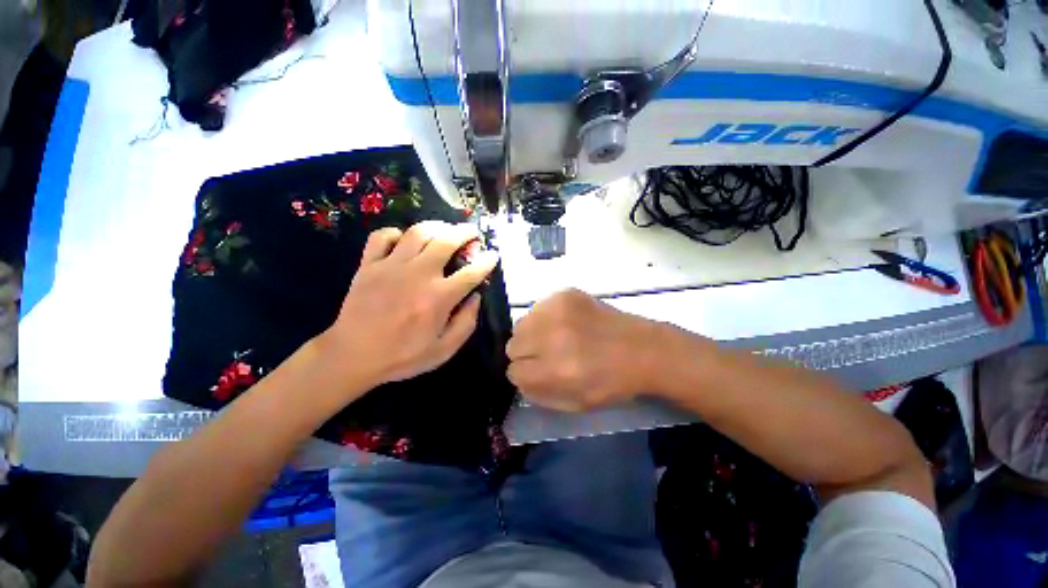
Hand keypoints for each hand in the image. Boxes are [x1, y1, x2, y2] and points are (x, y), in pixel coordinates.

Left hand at [318, 221, 498, 388]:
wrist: (352, 357)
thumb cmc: (402, 356)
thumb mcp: (444, 350)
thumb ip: (466, 323)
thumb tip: (476, 297)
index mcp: (439, 298)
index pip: (471, 272)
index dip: (487, 261)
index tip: (493, 255)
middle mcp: (418, 275)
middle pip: (447, 241)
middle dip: (465, 232)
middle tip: (472, 232)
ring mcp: (391, 266)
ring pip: (418, 232)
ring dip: (437, 226)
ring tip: (445, 230)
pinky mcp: (368, 265)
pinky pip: (382, 236)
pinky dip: (396, 233)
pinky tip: (404, 241)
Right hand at [506, 289, 663, 411]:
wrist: (642, 349)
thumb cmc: (611, 382)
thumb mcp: (575, 403)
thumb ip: (539, 394)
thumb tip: (518, 377)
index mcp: (556, 371)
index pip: (514, 371)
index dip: (525, 374)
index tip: (536, 372)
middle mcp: (553, 337)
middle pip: (513, 345)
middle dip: (525, 353)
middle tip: (546, 354)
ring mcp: (559, 310)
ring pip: (521, 324)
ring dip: (533, 333)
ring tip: (556, 337)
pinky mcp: (565, 294)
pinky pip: (538, 307)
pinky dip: (545, 318)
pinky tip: (566, 323)